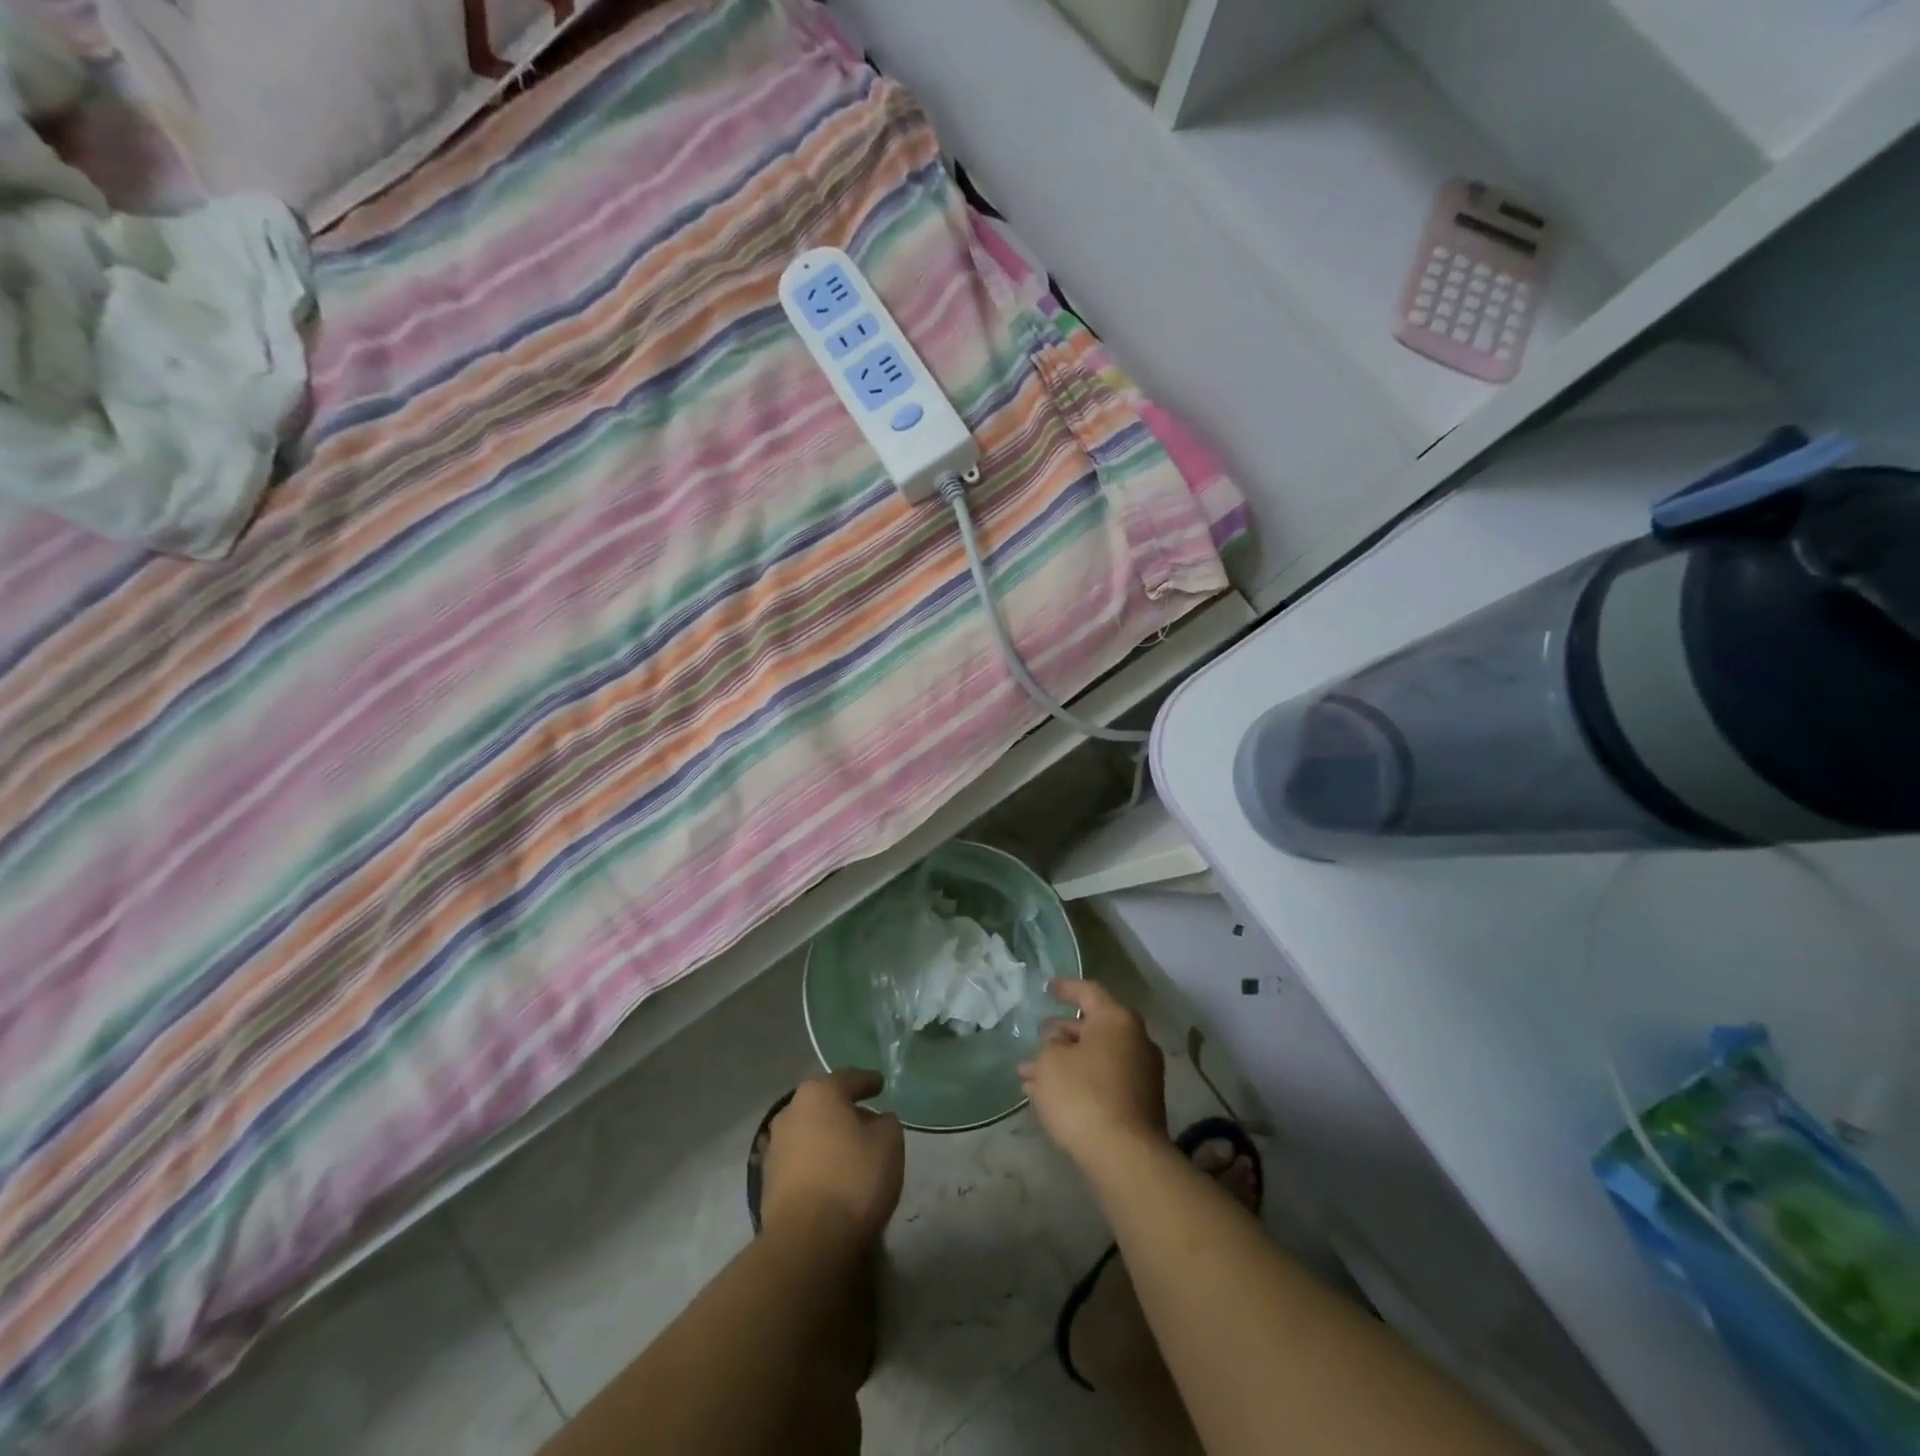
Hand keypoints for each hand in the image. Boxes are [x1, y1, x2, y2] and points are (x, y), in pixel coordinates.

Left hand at [762, 1069, 905, 1251]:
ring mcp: (775, 1147)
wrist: (806, 1242)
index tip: (881, 1084)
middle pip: (825, 1104)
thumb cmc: (853, 1179)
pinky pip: (800, 1161)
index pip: (849, 1079)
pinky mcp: (768, 1182)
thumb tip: (876, 1122)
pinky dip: (816, 1163)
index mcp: (819, 1093)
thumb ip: (886, 1123)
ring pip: (810, 1133)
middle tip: (868, 1120)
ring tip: (850, 1152)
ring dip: (828, 1138)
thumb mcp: (889, 1143)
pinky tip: (831, 1176)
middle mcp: (791, 1112)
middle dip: (845, 1110)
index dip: (867, 1081)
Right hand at [1020, 979, 1165, 1169]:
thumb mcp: (1051, 1061)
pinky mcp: (1140, 1104)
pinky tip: (1049, 1098)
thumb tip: (1061, 1045)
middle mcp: (1135, 1040)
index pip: (1088, 992)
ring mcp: (1142, 1074)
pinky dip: (1080, 1083)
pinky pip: (1103, 1082)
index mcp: (1117, 1020)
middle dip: (1061, 1034)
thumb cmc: (1083, 1095)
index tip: (1047, 988)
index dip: (1066, 988)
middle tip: (1038, 1038)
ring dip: (1065, 1063)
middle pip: (1093, 1028)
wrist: (1125, 1156)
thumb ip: (1051, 1045)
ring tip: (1030, 1076)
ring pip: (1095, 1059)